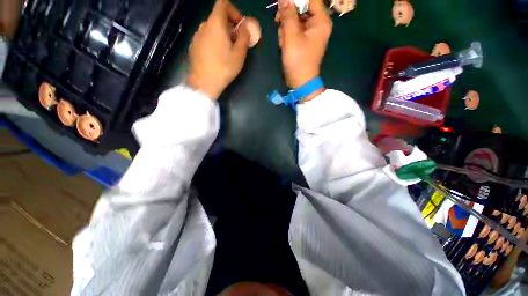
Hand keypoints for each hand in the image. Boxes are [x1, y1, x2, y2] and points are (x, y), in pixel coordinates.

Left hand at [186, 0, 250, 99]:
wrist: (204, 83)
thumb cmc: (224, 67)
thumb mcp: (239, 54)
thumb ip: (244, 37)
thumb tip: (246, 27)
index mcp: (215, 23)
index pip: (223, 4)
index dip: (234, 11)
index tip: (240, 26)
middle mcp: (204, 25)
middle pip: (217, 17)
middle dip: (229, 26)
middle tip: (237, 42)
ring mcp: (196, 36)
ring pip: (211, 28)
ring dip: (221, 34)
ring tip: (227, 51)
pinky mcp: (193, 46)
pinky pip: (205, 37)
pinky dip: (213, 41)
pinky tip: (217, 56)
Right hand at [276, 0, 331, 100]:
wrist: (301, 82)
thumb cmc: (298, 61)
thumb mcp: (291, 37)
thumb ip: (288, 15)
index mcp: (321, 20)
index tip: (282, 4)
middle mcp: (318, 23)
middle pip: (301, 7)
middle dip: (288, 16)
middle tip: (279, 24)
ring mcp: (311, 32)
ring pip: (295, 18)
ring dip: (285, 27)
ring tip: (283, 41)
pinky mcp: (304, 39)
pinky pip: (294, 29)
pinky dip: (287, 35)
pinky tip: (284, 44)